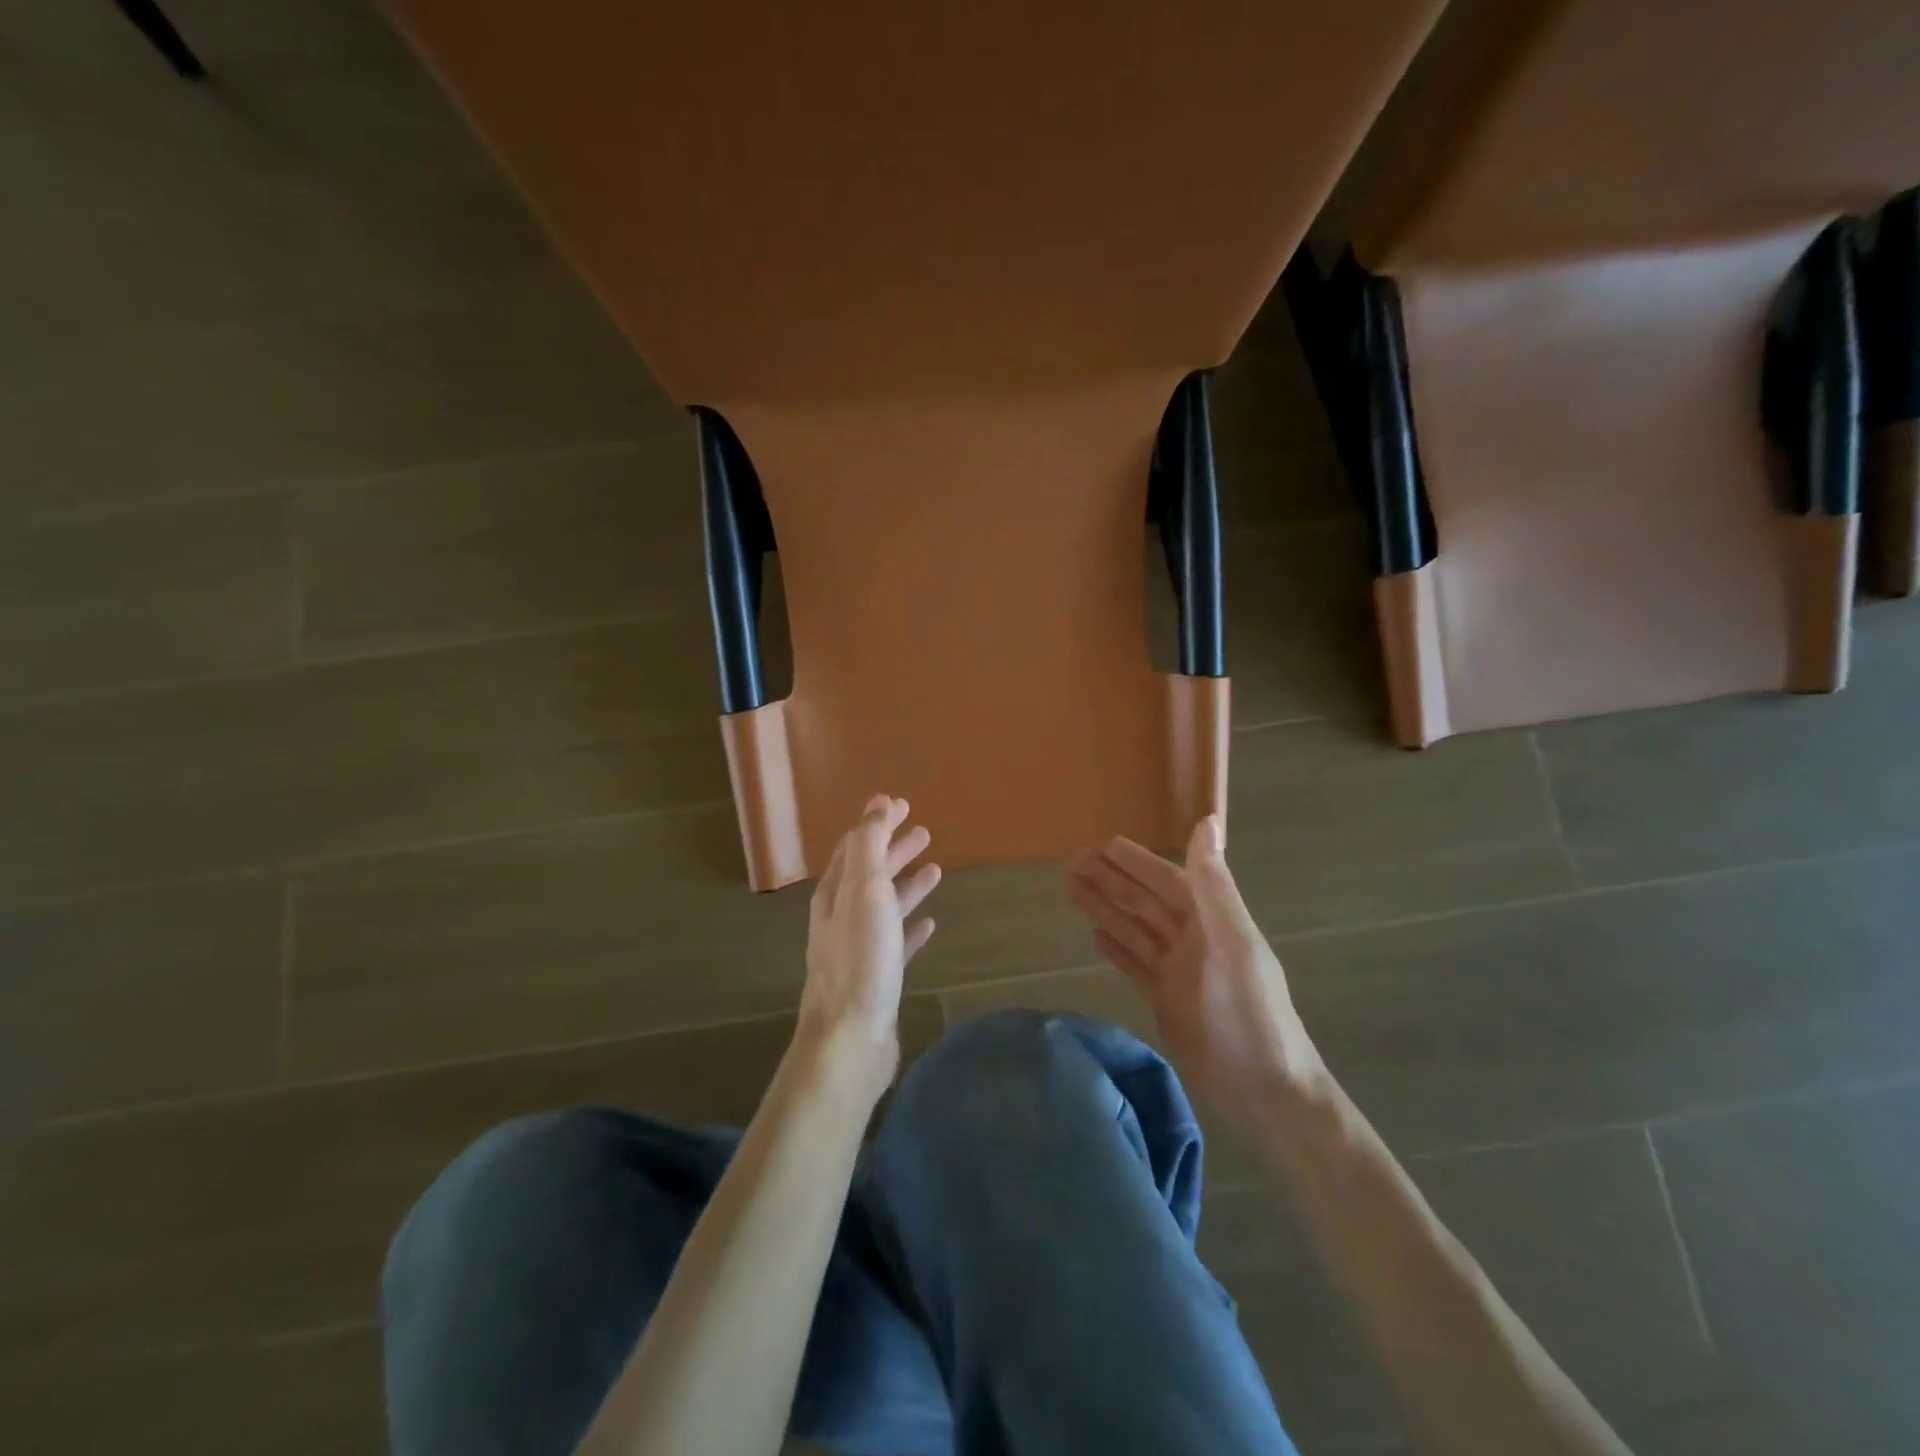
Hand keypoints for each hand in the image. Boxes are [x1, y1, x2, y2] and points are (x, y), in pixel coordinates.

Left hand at [797, 795, 940, 1102]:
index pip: (855, 847)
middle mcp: (841, 917)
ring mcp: (859, 949)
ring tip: (936, 870)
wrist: (851, 1038)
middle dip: (894, 851)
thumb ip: (870, 845)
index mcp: (834, 894)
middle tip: (924, 831)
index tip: (903, 805)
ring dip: (907, 885)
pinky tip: (930, 925)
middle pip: (870, 874)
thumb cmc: (860, 958)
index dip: (877, 825)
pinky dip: (912, 928)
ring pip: (885, 907)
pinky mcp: (878, 978)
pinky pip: (897, 943)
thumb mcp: (865, 890)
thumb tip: (877, 802)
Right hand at [1070, 816, 1321, 1123]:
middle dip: (1111, 881)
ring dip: (1106, 908)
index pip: (1167, 881)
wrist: (1265, 1094)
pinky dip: (1116, 948)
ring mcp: (1178, 973)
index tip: (1103, 844)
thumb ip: (1214, 885)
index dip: (1137, 863)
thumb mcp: (1232, 943)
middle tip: (1072, 862)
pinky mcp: (1166, 1003)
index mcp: (1212, 922)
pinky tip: (1095, 935)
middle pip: (1144, 903)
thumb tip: (1208, 821)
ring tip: (1072, 889)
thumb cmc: (1248, 1015)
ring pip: (1134, 930)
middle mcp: (1193, 941)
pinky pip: (1135, 965)